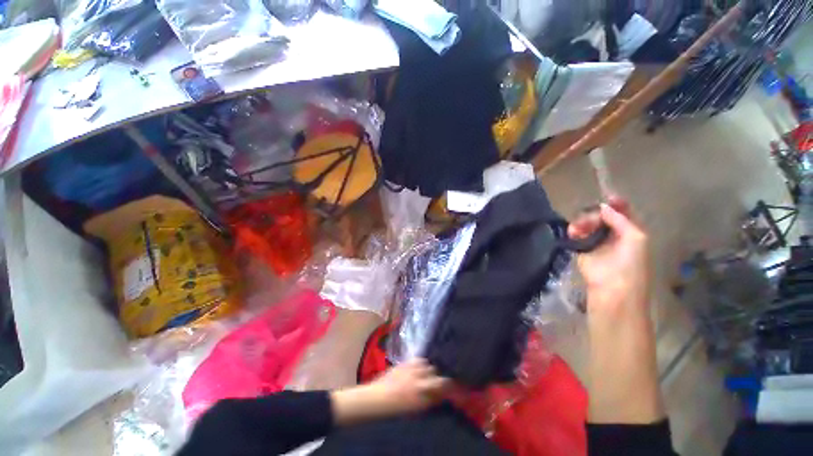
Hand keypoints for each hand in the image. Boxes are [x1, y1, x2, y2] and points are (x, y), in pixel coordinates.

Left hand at [331, 359, 449, 425]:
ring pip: (428, 363)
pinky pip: (418, 359)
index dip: (453, 384)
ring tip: (433, 372)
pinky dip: (422, 363)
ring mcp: (411, 365)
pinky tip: (421, 367)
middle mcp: (419, 373)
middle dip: (442, 373)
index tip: (459, 384)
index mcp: (423, 388)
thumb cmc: (395, 409)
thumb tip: (443, 395)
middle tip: (445, 378)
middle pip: (437, 370)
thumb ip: (431, 400)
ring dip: (431, 367)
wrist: (375, 399)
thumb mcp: (417, 409)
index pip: (445, 382)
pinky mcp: (404, 361)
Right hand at [568, 196, 649, 312]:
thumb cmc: (631, 264)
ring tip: (579, 227)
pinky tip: (573, 231)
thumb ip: (620, 219)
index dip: (616, 204)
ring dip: (583, 221)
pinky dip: (573, 230)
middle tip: (592, 217)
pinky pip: (575, 233)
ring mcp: (596, 241)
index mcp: (630, 231)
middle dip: (596, 213)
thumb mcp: (636, 237)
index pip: (622, 213)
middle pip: (602, 216)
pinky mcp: (581, 248)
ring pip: (587, 223)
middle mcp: (613, 234)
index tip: (606, 197)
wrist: (612, 288)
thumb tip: (603, 207)